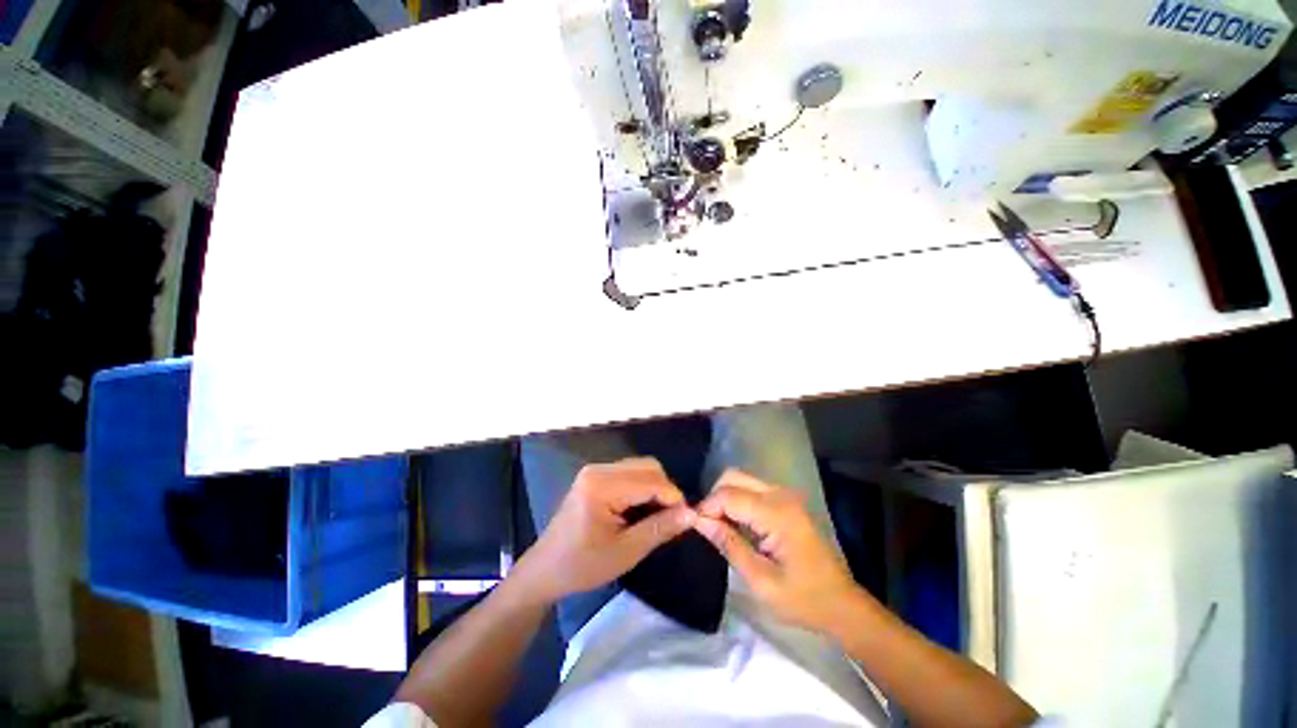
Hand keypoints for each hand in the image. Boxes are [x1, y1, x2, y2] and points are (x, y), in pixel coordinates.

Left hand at [513, 458, 695, 603]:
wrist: (546, 570)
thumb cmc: (582, 565)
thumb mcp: (626, 552)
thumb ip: (660, 528)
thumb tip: (692, 514)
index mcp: (602, 486)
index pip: (650, 480)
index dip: (673, 497)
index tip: (687, 518)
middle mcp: (599, 469)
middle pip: (647, 467)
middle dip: (665, 490)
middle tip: (672, 518)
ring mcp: (596, 470)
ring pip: (640, 468)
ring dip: (655, 488)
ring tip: (658, 516)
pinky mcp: (595, 476)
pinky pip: (629, 473)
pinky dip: (642, 488)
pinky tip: (642, 510)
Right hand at [694, 469, 859, 632]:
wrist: (841, 603)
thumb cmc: (803, 599)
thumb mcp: (761, 581)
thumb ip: (729, 545)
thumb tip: (698, 521)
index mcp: (777, 514)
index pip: (729, 495)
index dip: (707, 507)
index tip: (695, 526)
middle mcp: (781, 495)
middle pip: (734, 476)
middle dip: (714, 497)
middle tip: (707, 526)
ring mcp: (785, 495)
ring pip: (741, 479)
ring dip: (725, 497)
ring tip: (719, 527)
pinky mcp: (785, 500)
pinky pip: (752, 488)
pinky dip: (737, 500)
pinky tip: (735, 524)